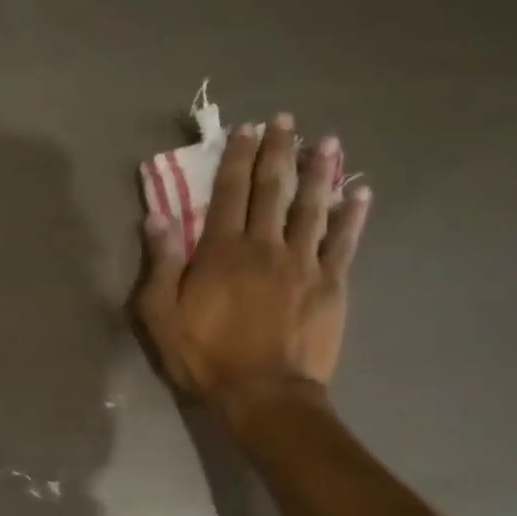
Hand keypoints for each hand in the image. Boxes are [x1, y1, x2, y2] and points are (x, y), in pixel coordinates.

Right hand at [133, 113, 370, 414]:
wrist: (264, 394)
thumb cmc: (205, 356)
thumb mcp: (161, 314)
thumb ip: (159, 264)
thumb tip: (155, 217)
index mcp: (222, 250)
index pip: (229, 192)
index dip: (237, 158)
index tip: (246, 130)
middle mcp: (265, 245)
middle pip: (273, 189)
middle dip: (278, 151)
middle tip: (286, 121)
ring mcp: (303, 262)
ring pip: (313, 206)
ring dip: (319, 171)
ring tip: (327, 141)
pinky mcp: (331, 284)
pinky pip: (345, 241)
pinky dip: (353, 215)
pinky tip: (361, 192)